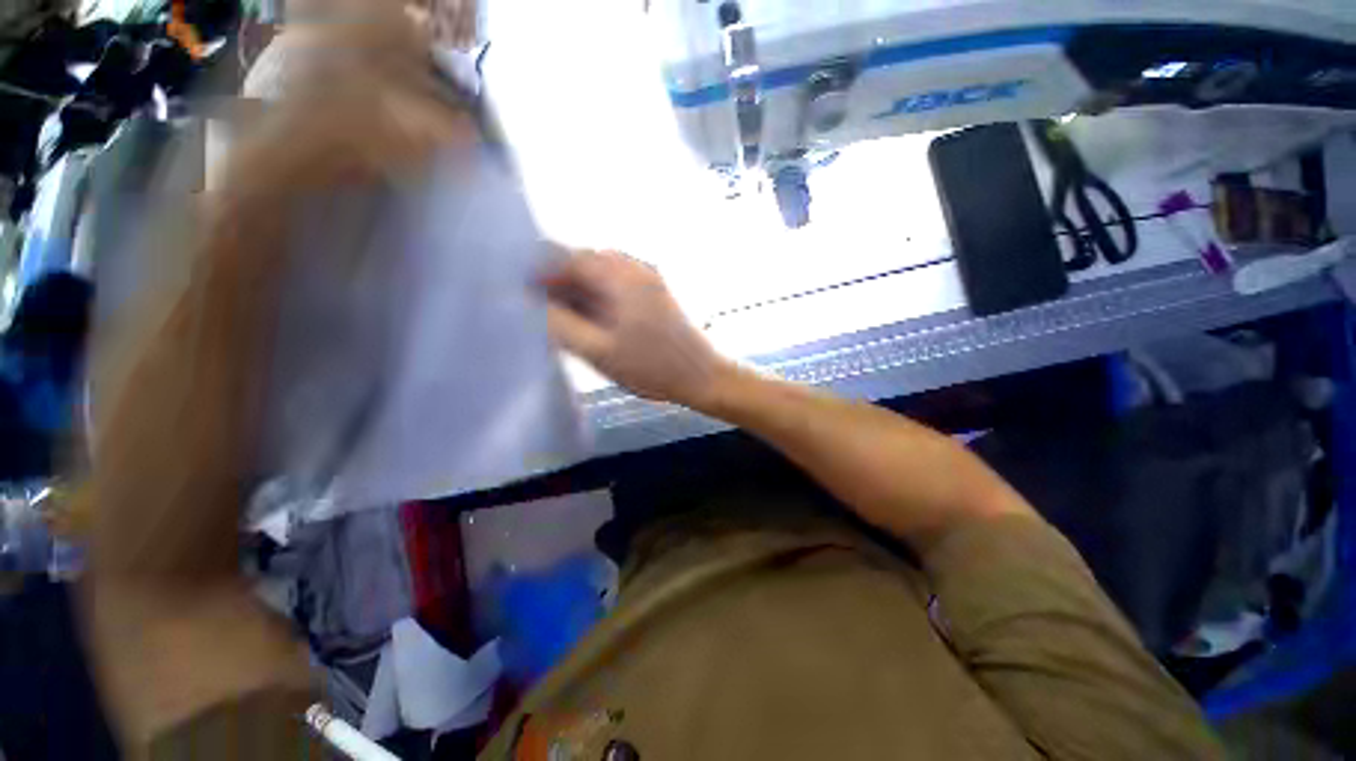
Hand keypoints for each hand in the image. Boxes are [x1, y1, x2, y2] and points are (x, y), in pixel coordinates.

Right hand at [541, 251, 733, 409]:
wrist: (702, 377)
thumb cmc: (652, 367)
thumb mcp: (599, 351)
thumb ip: (560, 325)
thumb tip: (529, 303)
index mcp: (621, 276)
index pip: (569, 257)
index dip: (541, 272)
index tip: (522, 295)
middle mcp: (635, 268)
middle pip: (585, 263)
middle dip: (558, 283)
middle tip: (540, 311)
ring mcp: (647, 280)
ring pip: (600, 275)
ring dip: (578, 291)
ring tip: (562, 318)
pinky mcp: (654, 294)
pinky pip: (616, 286)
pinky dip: (597, 298)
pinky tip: (590, 321)